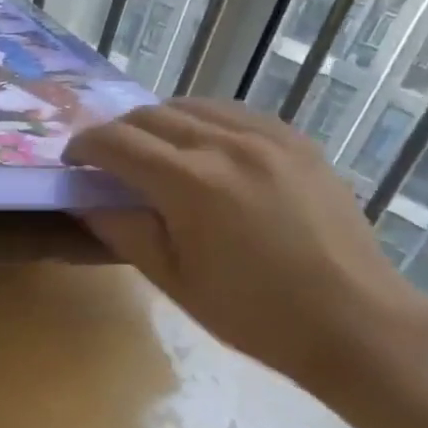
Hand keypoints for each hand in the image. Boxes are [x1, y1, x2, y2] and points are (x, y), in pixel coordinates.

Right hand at [66, 99, 427, 394]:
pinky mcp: (297, 141)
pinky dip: (202, 121)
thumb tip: (84, 199)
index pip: (116, 142)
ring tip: (152, 153)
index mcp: (190, 183)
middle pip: (150, 115)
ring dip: (158, 122)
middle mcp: (226, 144)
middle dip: (116, 133)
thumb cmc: (252, 313)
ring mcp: (268, 137)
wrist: (354, 322)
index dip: (84, 147)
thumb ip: (121, 229)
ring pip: (192, 105)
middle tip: (106, 162)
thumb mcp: (172, 278)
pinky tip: (203, 150)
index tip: (72, 163)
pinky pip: (234, 113)